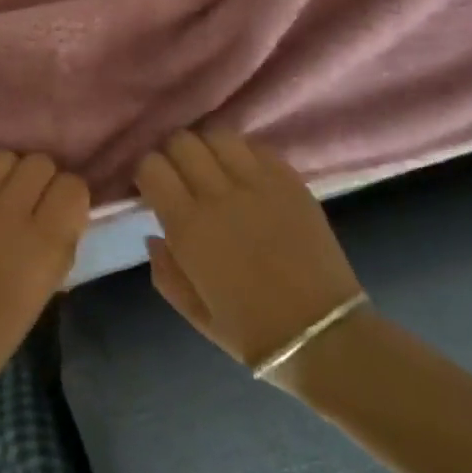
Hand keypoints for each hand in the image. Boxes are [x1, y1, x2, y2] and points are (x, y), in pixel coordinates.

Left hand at [0, 149, 89, 417]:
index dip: (68, 198)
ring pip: (3, 155)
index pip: (74, 186)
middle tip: (25, 206)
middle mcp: (11, 211)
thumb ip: (55, 251)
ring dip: (5, 173)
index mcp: (45, 243)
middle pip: (40, 162)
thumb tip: (60, 220)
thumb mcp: (40, 297)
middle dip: (39, 182)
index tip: (58, 213)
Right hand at [135, 129, 364, 370]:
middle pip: (181, 142)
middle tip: (179, 175)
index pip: (151, 166)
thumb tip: (153, 236)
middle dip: (172, 154)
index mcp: (188, 227)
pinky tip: (245, 173)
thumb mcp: (193, 312)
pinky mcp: (291, 182)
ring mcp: (259, 184)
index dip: (146, 172)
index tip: (152, 188)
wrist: (325, 337)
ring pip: (218, 135)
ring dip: (207, 147)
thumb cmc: (252, 332)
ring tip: (212, 167)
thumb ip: (164, 271)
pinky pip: (256, 147)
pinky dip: (242, 153)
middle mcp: (219, 195)